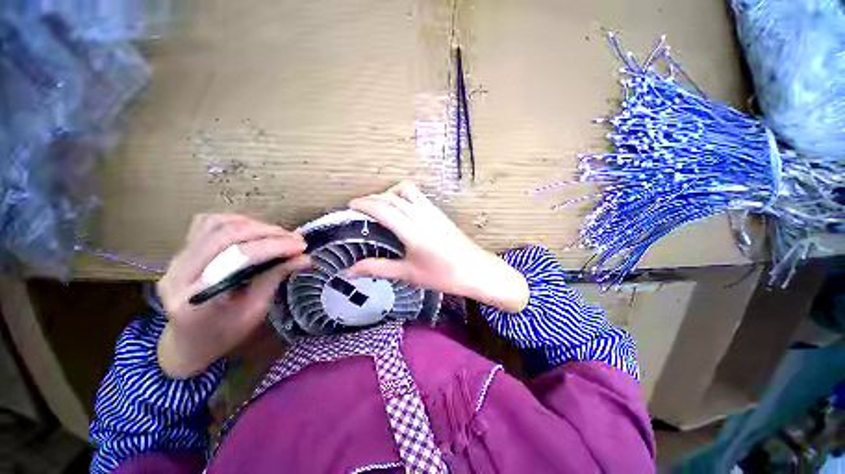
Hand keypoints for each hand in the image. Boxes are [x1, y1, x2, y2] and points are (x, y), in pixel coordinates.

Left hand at [156, 214, 309, 378]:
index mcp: (198, 299)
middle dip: (267, 233)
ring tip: (278, 235)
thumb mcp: (256, 310)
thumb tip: (305, 258)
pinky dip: (236, 221)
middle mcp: (179, 274)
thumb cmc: (226, 333)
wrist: (189, 340)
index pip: (237, 259)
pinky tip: (253, 229)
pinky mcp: (180, 251)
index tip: (301, 246)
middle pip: (226, 236)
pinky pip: (207, 223)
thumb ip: (276, 278)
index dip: (274, 247)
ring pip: (216, 224)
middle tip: (295, 239)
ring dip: (254, 225)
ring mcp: (175, 259)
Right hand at [347, 181, 528, 312]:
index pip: (383, 209)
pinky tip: (402, 210)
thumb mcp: (409, 274)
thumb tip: (351, 271)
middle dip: (374, 197)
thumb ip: (379, 268)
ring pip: (407, 190)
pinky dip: (404, 196)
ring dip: (391, 193)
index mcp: (412, 231)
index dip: (365, 204)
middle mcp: (422, 215)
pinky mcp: (440, 213)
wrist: (477, 271)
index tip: (351, 205)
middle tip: (361, 207)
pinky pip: (418, 196)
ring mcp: (433, 211)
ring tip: (382, 206)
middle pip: (393, 196)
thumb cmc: (443, 276)